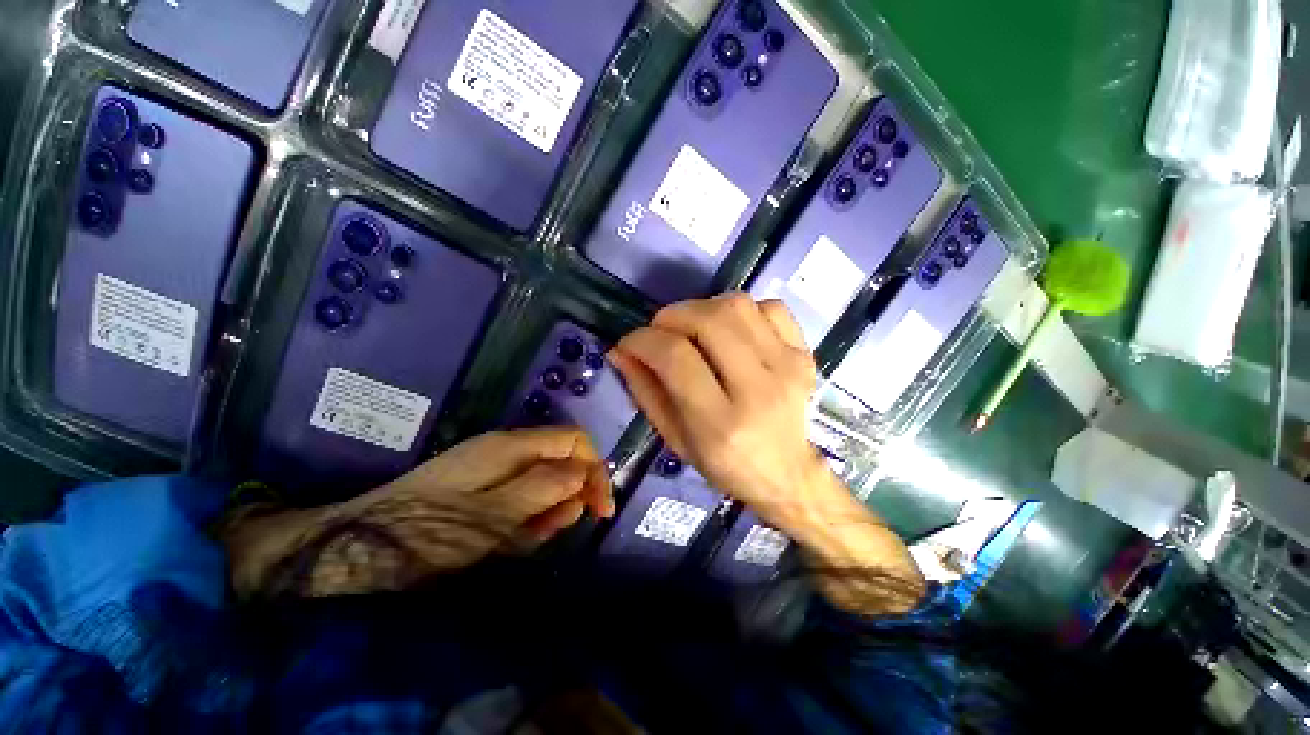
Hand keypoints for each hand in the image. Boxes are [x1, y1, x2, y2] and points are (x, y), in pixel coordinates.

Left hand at [225, 427, 613, 597]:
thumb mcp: (493, 516)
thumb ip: (543, 489)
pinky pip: (518, 495)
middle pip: (560, 459)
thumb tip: (583, 473)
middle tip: (563, 528)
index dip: (594, 468)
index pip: (574, 441)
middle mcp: (506, 448)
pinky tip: (515, 536)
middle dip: (572, 491)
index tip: (599, 508)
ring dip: (549, 508)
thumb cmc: (425, 533)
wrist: (353, 546)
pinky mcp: (479, 487)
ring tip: (533, 537)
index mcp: (511, 446)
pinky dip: (526, 515)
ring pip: (541, 480)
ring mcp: (491, 467)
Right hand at [610, 294, 923, 614]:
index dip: (643, 340)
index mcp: (719, 424)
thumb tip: (621, 351)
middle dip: (671, 316)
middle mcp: (758, 390)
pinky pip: (771, 307)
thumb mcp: (674, 439)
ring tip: (692, 327)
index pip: (675, 357)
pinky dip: (743, 310)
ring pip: (737, 306)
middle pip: (708, 321)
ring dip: (703, 307)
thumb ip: (645, 392)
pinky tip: (732, 331)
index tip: (629, 342)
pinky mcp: (804, 355)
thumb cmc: (724, 464)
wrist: (788, 473)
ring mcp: (788, 368)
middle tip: (660, 330)